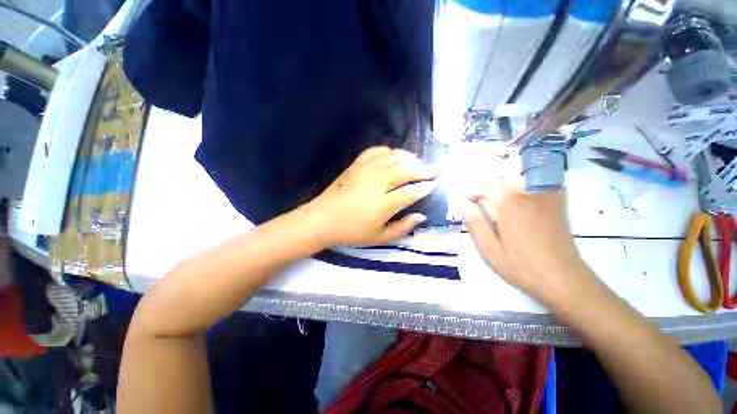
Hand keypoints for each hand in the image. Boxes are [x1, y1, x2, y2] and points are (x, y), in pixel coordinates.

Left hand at [305, 146, 436, 246]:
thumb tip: (421, 216)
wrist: (323, 219)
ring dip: (408, 158)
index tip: (433, 186)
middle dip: (422, 170)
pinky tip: (393, 156)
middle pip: (405, 171)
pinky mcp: (356, 165)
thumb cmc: (352, 231)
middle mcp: (376, 184)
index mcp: (383, 205)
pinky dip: (388, 151)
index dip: (424, 188)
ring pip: (393, 158)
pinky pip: (375, 151)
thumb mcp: (379, 237)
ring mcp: (365, 171)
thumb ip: (402, 228)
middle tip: (432, 170)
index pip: (410, 192)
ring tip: (417, 162)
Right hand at [459, 184, 594, 305]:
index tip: (469, 203)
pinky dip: (531, 190)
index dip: (476, 193)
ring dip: (509, 191)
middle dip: (491, 193)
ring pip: (524, 183)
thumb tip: (462, 206)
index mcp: (511, 207)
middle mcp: (530, 197)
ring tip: (503, 210)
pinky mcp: (559, 207)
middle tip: (484, 210)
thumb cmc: (523, 268)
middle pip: (506, 183)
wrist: (565, 281)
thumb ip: (476, 225)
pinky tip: (526, 205)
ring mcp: (548, 200)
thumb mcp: (490, 251)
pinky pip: (544, 187)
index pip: (490, 187)